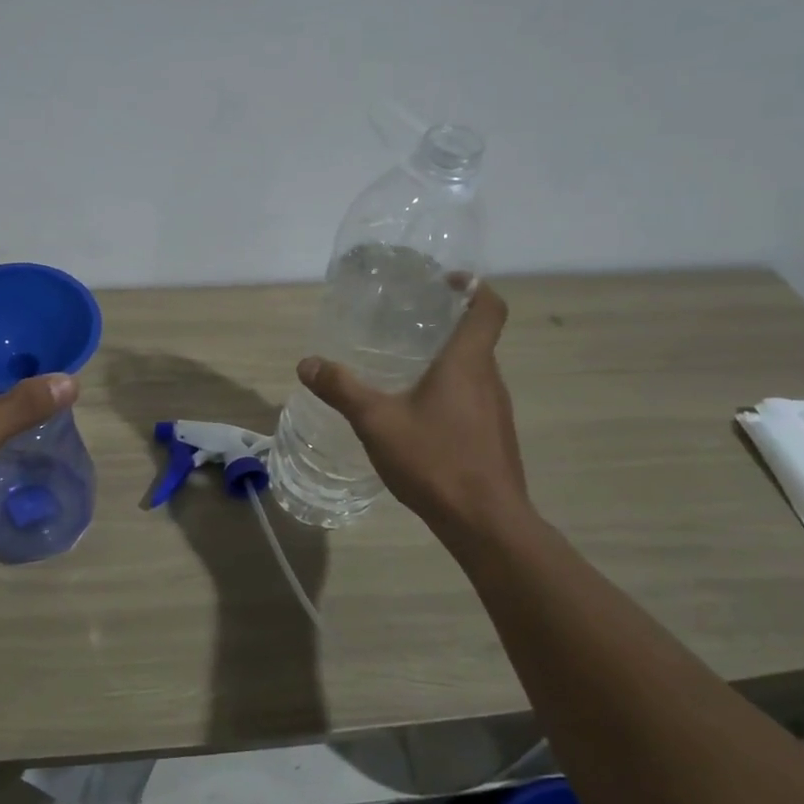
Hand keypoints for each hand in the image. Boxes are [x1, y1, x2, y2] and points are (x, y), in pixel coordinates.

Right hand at [296, 282, 528, 538]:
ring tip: (405, 368)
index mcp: (468, 363)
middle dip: (446, 325)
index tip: (445, 281)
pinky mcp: (494, 437)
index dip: (474, 287)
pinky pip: (473, 399)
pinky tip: (417, 416)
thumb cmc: (435, 460)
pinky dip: (449, 393)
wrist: (486, 522)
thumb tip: (307, 363)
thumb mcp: (377, 422)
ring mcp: (497, 411)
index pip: (488, 308)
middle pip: (477, 338)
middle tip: (405, 324)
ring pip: (474, 372)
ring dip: (446, 361)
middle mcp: (490, 379)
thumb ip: (342, 389)